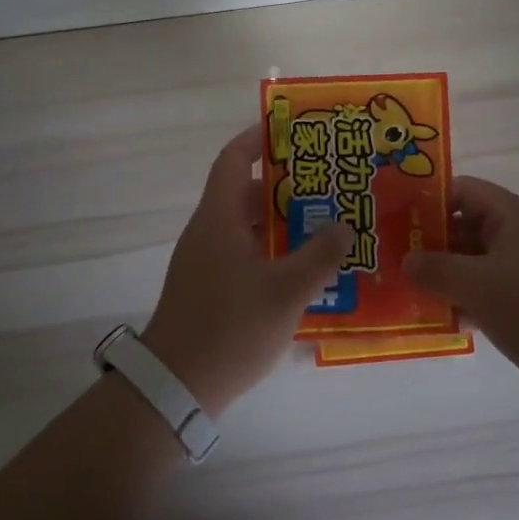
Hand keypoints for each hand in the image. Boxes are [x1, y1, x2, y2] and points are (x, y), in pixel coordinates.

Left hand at [141, 126, 350, 416]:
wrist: (175, 387)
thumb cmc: (230, 328)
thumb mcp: (285, 291)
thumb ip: (319, 256)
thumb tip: (343, 226)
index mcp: (218, 218)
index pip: (233, 160)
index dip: (256, 140)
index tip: (289, 131)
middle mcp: (207, 231)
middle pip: (242, 192)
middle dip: (282, 184)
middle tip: (323, 183)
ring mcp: (204, 261)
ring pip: (244, 225)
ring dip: (278, 220)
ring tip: (321, 221)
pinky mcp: (207, 288)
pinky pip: (241, 252)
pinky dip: (269, 248)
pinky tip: (299, 267)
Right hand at [405, 176, 518, 423]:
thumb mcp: (479, 285)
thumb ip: (436, 269)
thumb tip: (405, 259)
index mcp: (513, 217)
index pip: (462, 191)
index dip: (427, 199)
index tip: (392, 215)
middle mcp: (518, 238)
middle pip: (464, 227)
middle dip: (428, 241)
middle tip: (387, 255)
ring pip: (471, 264)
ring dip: (441, 275)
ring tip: (399, 286)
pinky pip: (483, 294)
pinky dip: (459, 301)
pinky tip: (431, 317)